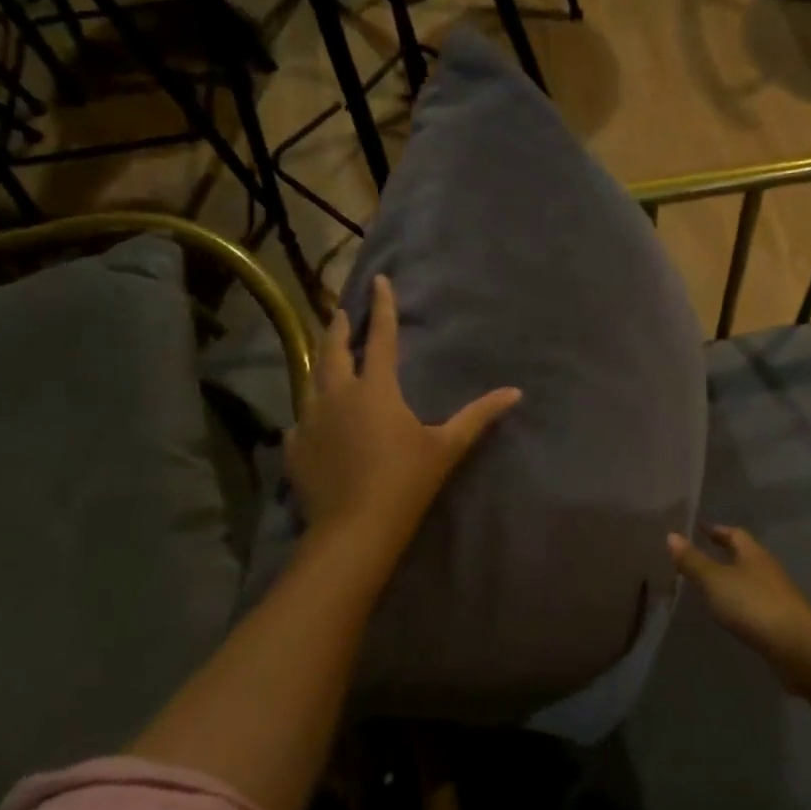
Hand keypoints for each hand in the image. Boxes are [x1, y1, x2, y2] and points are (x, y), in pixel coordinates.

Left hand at [286, 275, 520, 546]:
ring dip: (322, 363)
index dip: (383, 307)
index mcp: (376, 389)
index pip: (382, 337)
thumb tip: (515, 393)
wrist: (355, 529)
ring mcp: (310, 420)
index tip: (379, 280)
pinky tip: (313, 420)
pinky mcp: (295, 447)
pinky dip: (312, 411)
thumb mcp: (447, 447)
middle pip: (334, 350)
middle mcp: (337, 395)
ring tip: (327, 358)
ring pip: (311, 380)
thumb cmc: (406, 482)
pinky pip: (301, 419)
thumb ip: (479, 416)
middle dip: (340, 327)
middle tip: (343, 313)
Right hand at [667, 526, 810, 686]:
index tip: (699, 529)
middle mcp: (767, 569)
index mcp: (753, 554)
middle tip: (699, 556)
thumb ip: (693, 561)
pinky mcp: (780, 620)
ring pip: (750, 579)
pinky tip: (729, 614)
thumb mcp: (715, 580)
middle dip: (723, 554)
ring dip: (731, 579)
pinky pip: (754, 603)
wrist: (796, 647)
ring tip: (709, 586)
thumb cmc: (752, 604)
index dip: (716, 530)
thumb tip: (671, 535)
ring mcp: (777, 595)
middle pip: (744, 555)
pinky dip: (739, 602)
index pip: (734, 534)